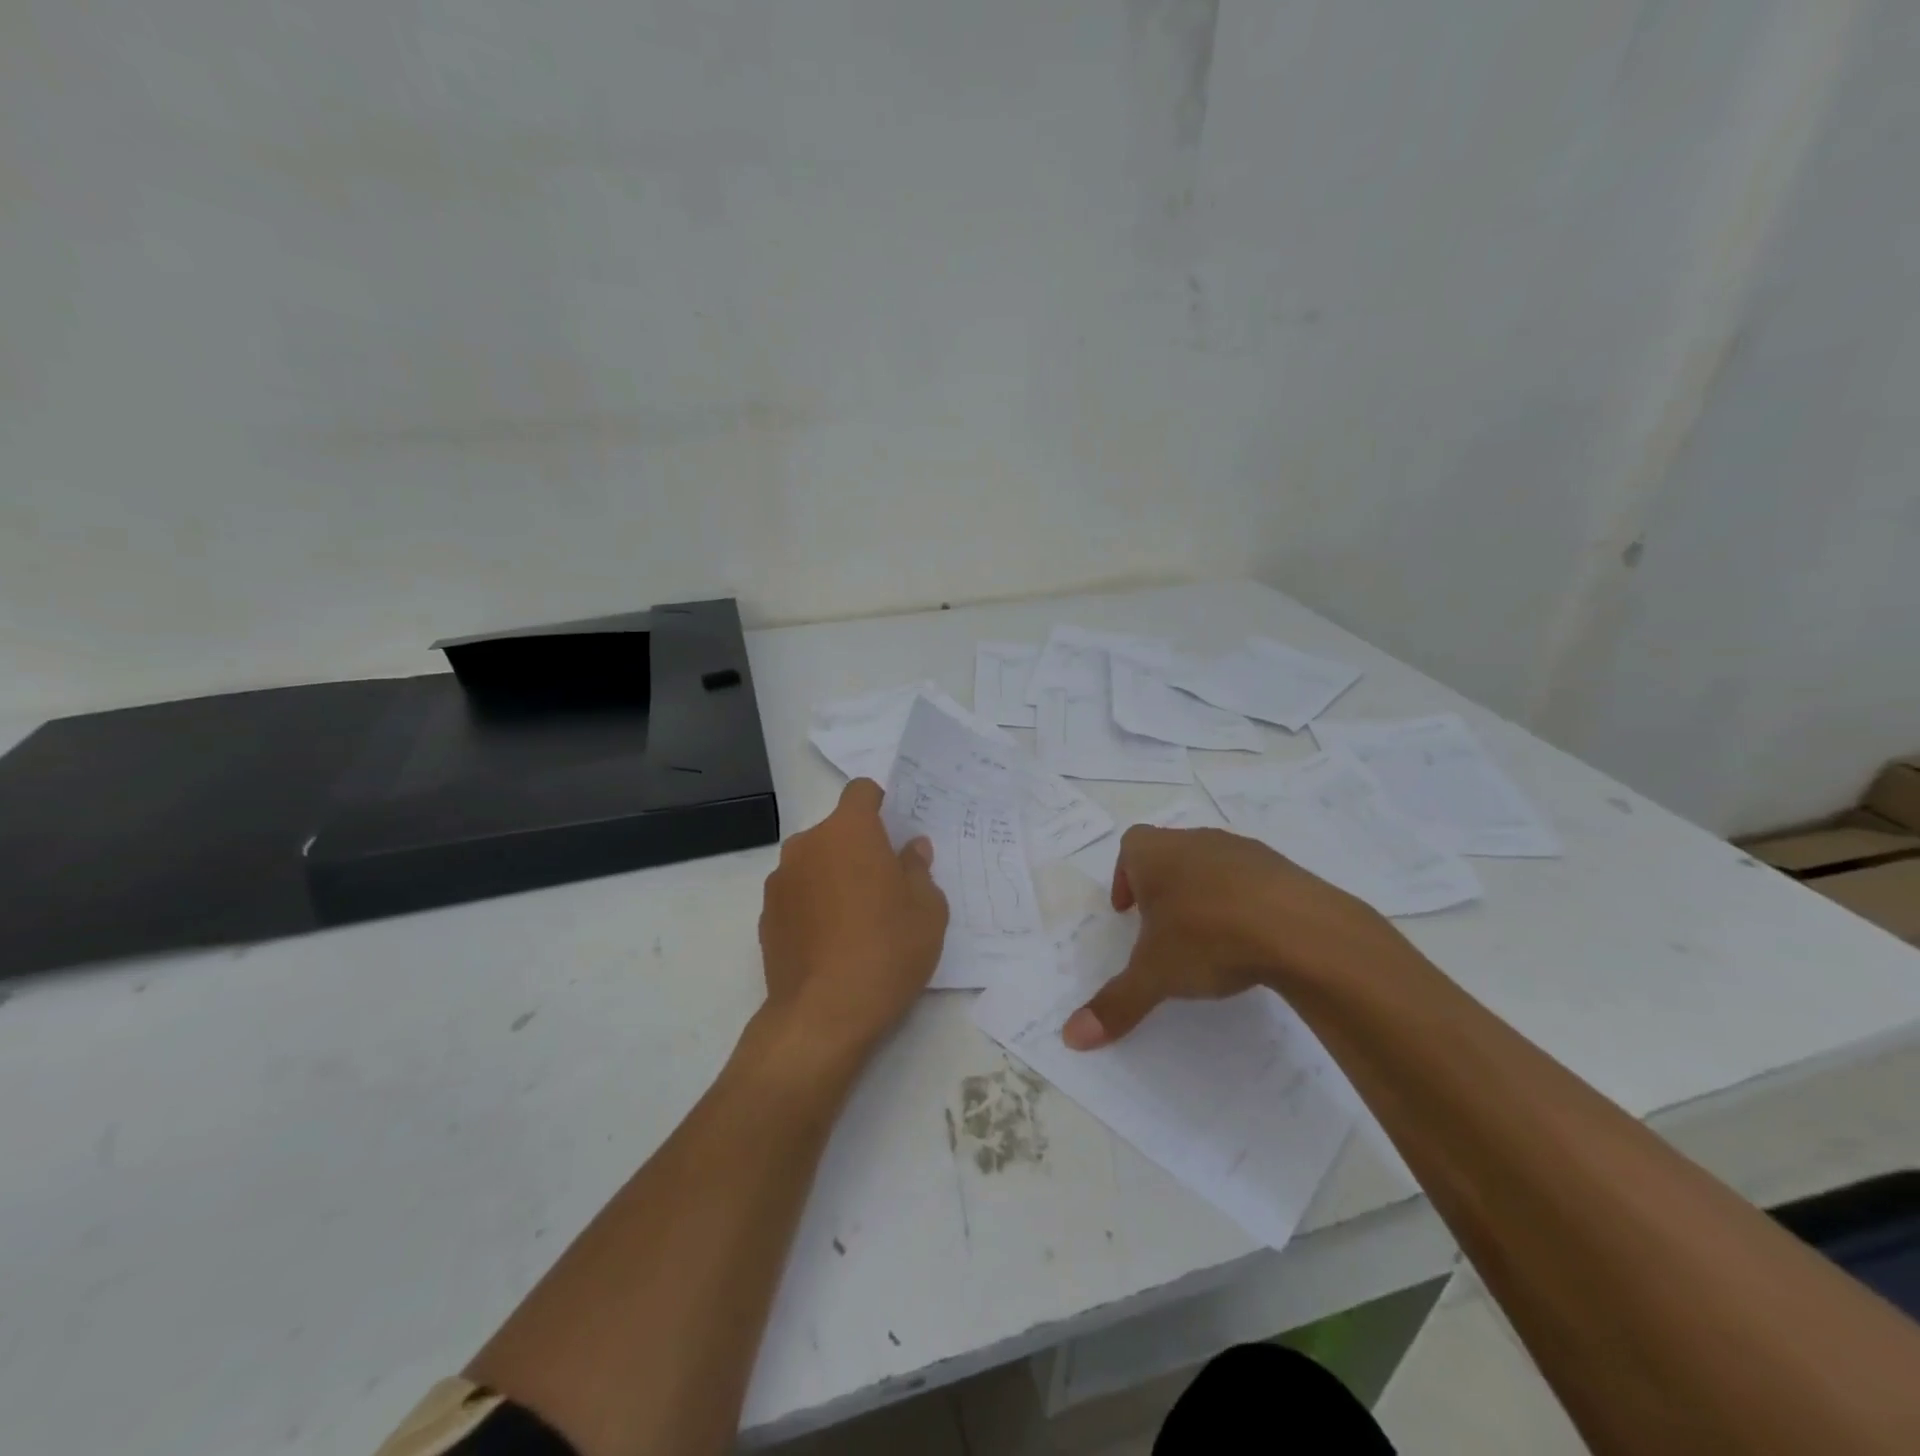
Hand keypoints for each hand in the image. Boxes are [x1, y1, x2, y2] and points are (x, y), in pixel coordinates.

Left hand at [757, 779, 949, 1070]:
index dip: (880, 804)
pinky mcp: (765, 915)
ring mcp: (780, 880)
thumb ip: (919, 870)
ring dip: (834, 876)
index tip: (895, 831)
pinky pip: (797, 894)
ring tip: (856, 919)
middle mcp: (807, 844)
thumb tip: (911, 849)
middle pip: (837, 830)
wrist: (822, 1015)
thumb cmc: (886, 950)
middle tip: (885, 885)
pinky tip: (831, 942)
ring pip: (815, 862)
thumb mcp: (927, 911)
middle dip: (859, 847)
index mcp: (849, 831)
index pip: (861, 791)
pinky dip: (813, 905)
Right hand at [1061, 825, 1410, 1049]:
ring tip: (1208, 937)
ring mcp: (1242, 850)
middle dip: (1162, 887)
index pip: (1130, 848)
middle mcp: (1195, 840)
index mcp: (1156, 854)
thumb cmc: (1208, 937)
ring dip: (1203, 892)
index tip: (1127, 912)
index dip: (1124, 877)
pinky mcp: (1282, 868)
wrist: (1300, 928)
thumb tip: (1072, 1038)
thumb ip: (1115, 1003)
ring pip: (1211, 864)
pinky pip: (1252, 880)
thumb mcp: (1155, 975)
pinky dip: (1244, 902)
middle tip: (1162, 927)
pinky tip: (1252, 939)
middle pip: (1170, 853)